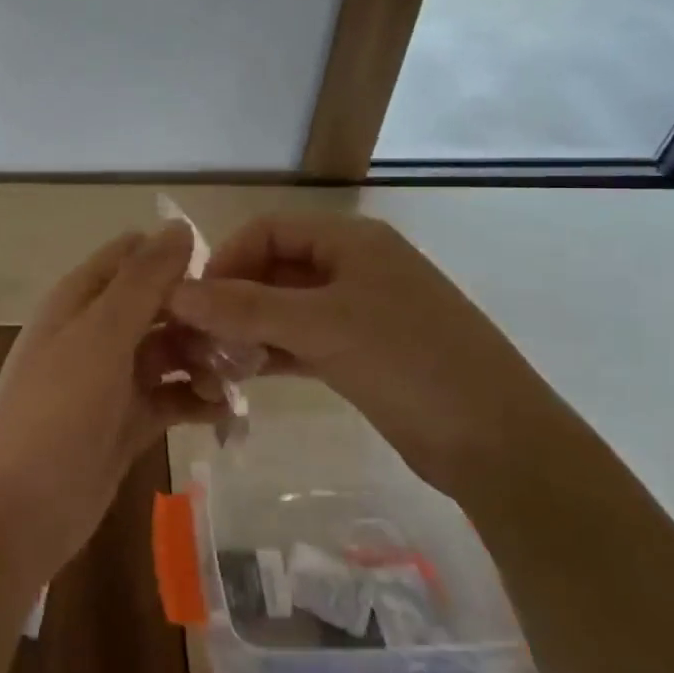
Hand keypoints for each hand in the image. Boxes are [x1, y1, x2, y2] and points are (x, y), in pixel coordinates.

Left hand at [0, 223, 225, 578]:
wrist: (18, 513)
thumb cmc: (55, 412)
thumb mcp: (100, 336)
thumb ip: (141, 281)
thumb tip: (179, 227)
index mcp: (80, 299)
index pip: (133, 256)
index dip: (176, 259)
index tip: (224, 278)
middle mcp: (96, 332)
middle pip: (158, 304)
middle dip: (200, 314)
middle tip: (246, 335)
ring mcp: (112, 379)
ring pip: (170, 351)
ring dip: (204, 358)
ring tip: (240, 377)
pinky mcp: (128, 421)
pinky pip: (171, 397)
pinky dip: (197, 400)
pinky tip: (227, 411)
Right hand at [165, 212, 558, 496]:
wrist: (498, 442)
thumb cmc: (408, 362)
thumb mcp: (321, 326)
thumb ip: (245, 307)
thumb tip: (175, 292)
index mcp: (351, 240)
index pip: (268, 230)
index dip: (227, 259)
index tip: (195, 302)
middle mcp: (354, 267)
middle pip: (275, 268)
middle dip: (234, 299)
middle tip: (196, 339)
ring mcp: (361, 311)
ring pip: (287, 308)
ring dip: (249, 330)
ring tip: (213, 362)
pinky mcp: (363, 352)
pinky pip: (304, 340)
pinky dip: (273, 352)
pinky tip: (243, 374)